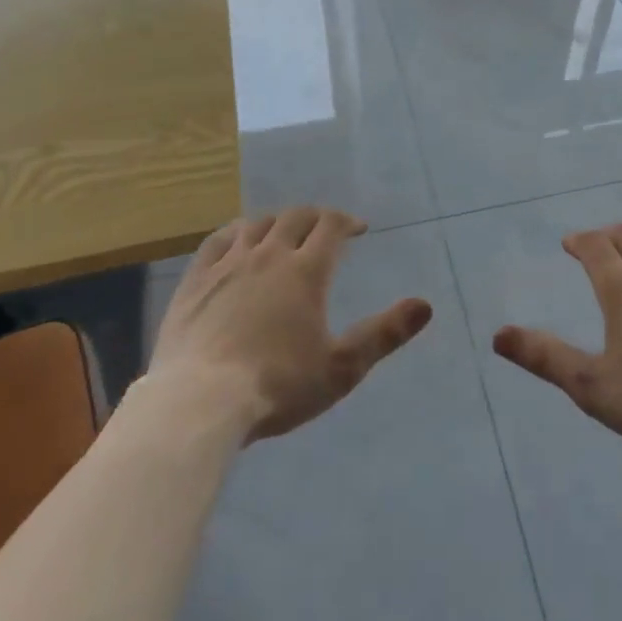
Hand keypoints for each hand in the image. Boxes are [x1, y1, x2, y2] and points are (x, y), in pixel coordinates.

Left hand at [148, 206, 432, 442]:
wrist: (199, 403)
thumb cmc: (278, 386)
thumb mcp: (342, 368)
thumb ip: (384, 334)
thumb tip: (425, 305)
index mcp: (305, 270)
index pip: (331, 226)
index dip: (347, 221)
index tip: (358, 229)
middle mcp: (269, 254)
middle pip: (296, 217)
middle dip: (316, 218)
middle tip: (325, 229)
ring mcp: (228, 263)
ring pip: (257, 223)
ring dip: (277, 221)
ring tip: (285, 232)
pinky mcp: (196, 279)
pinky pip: (218, 239)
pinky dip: (236, 231)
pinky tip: (238, 239)